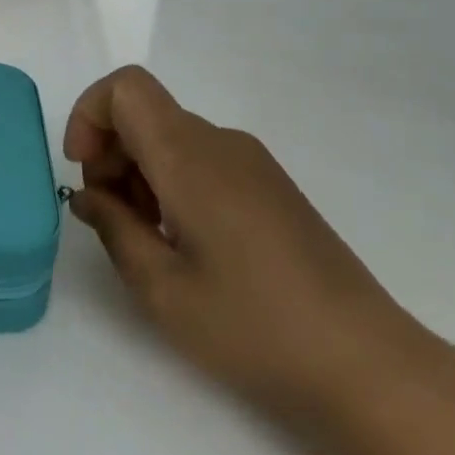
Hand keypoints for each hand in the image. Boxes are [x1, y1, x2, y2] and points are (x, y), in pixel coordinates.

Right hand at [64, 66, 434, 418]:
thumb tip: (87, 194)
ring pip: (171, 139)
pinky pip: (202, 161)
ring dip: (139, 175)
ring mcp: (252, 164)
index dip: (89, 117)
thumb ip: (113, 228)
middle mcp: (222, 144)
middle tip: (111, 221)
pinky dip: (171, 185)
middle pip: (144, 115)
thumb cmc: (253, 327)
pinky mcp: (270, 187)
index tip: (85, 173)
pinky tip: (185, 245)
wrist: (368, 366)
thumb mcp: (161, 288)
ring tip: (149, 243)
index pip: (126, 88)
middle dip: (109, 156)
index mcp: (191, 157)